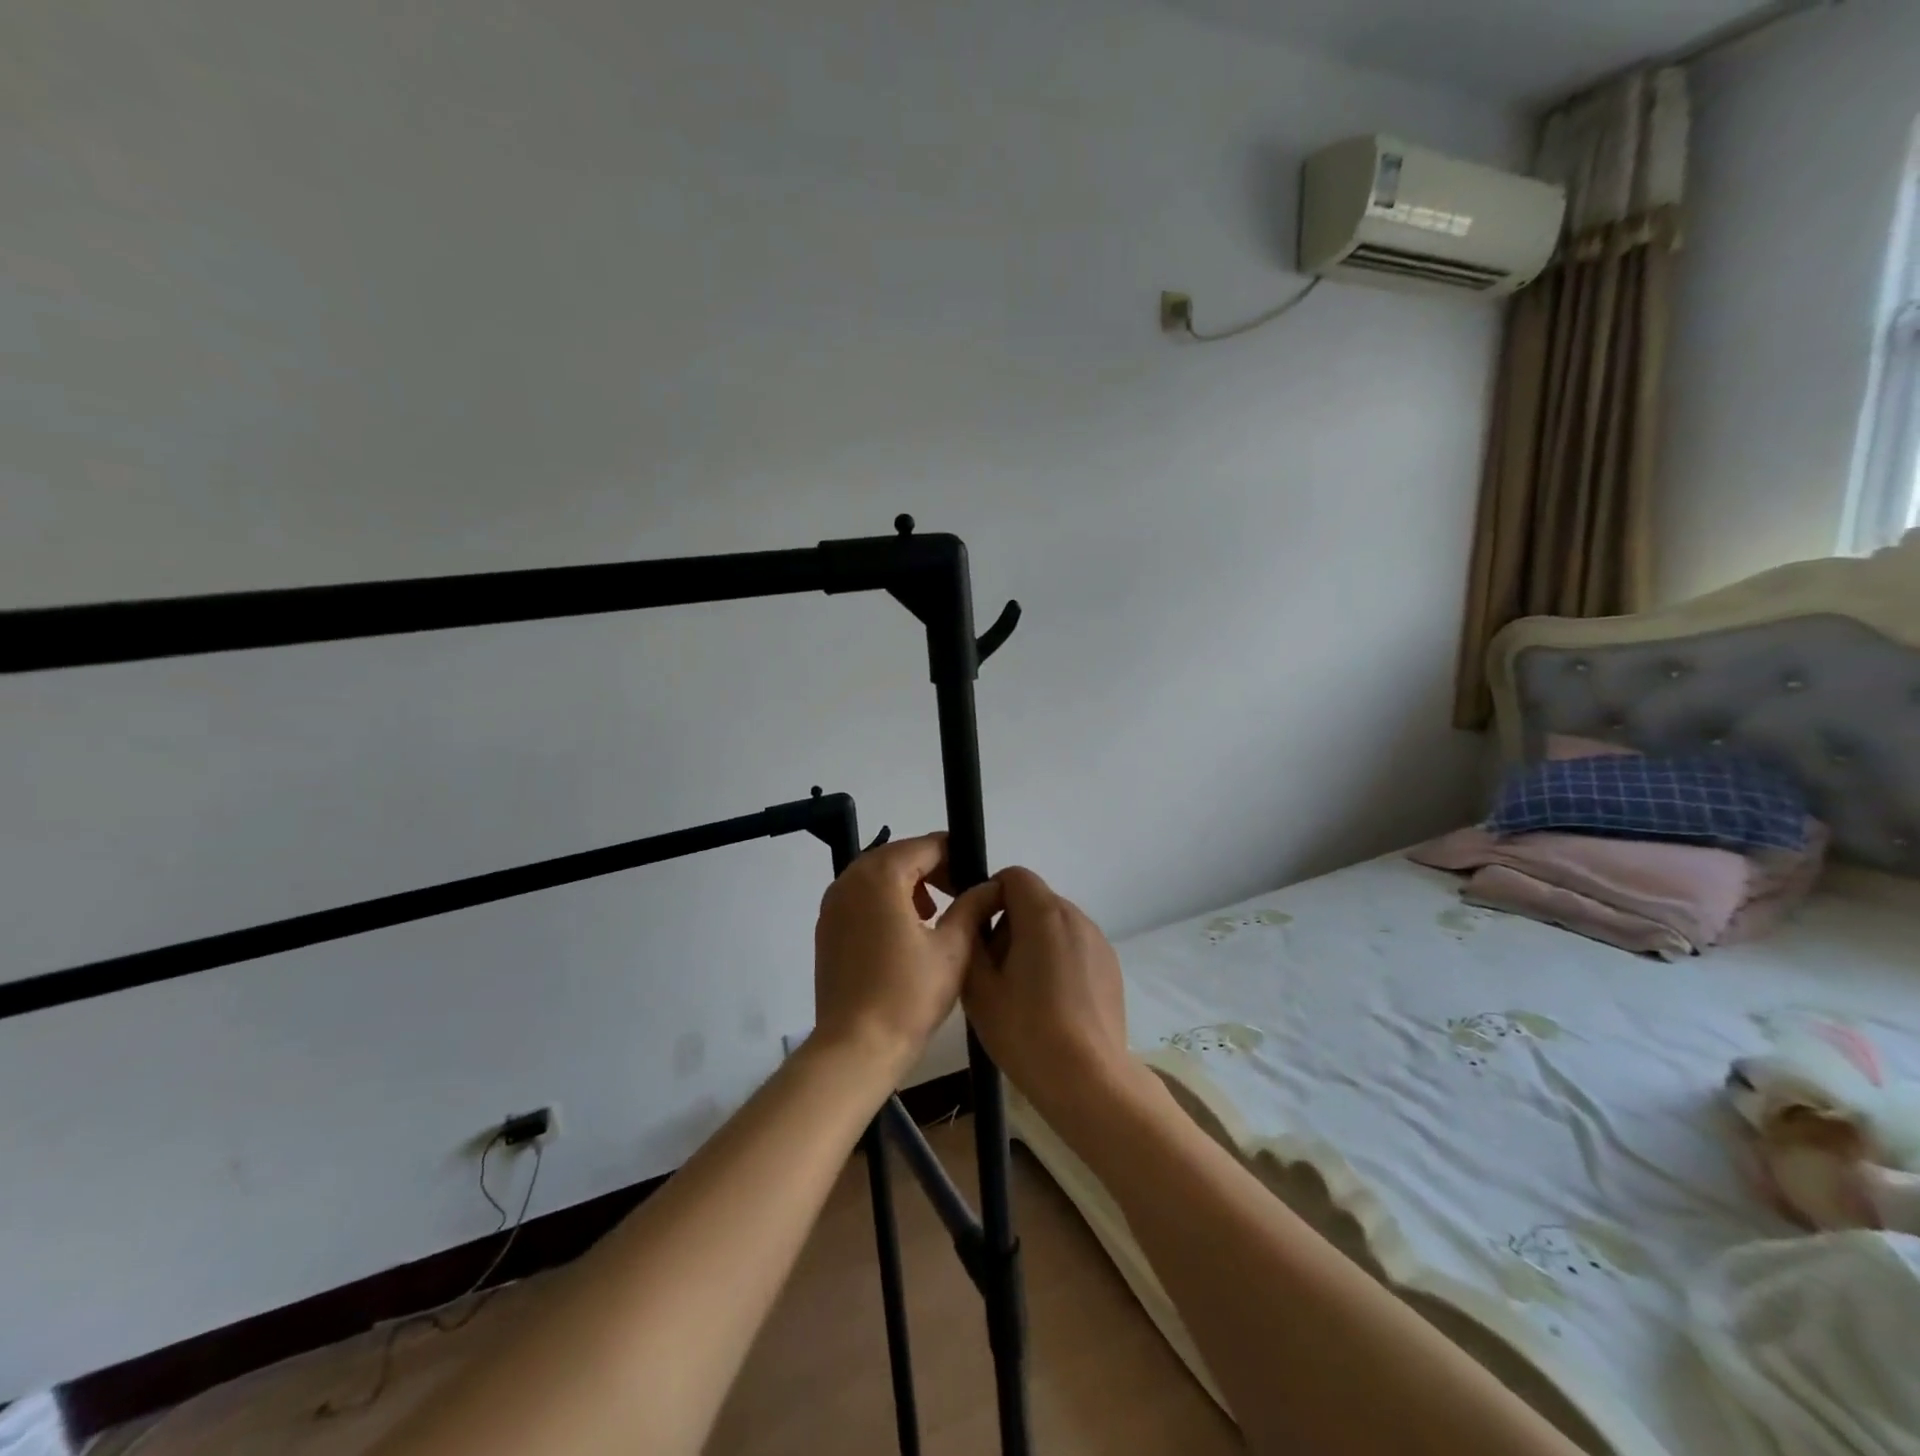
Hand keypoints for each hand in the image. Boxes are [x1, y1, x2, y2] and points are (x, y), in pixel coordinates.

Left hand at [812, 833, 1002, 1083]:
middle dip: (932, 869)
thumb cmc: (908, 995)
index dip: (956, 856)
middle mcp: (850, 879)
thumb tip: (992, 885)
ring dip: (908, 885)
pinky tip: (906, 932)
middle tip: (961, 895)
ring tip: (936, 914)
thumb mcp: (953, 948)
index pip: (926, 846)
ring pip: (877, 876)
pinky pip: (860, 898)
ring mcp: (832, 903)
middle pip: (899, 856)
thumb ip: (973, 906)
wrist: (855, 1048)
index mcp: (881, 875)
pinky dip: (885, 902)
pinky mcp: (826, 928)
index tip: (977, 880)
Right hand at [963, 866, 1146, 1125]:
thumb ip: (971, 940)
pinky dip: (1057, 961)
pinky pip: (1074, 947)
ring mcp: (1098, 941)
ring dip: (1033, 944)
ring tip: (1023, 993)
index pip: (1014, 876)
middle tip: (995, 972)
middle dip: (1009, 924)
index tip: (979, 934)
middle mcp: (1076, 916)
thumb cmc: (1026, 1031)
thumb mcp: (978, 987)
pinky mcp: (1111, 966)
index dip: (990, 895)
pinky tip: (1051, 1006)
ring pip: (1054, 925)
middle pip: (1034, 900)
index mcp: (1043, 913)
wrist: (1089, 1081)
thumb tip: (976, 921)